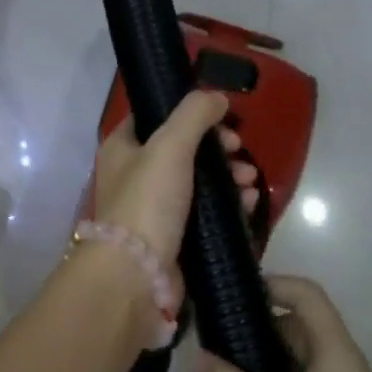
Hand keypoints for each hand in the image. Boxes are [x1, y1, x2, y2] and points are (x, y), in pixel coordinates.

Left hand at [92, 89, 258, 268]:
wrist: (138, 274)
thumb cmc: (148, 201)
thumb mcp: (169, 145)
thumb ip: (194, 114)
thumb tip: (217, 97)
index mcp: (122, 148)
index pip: (155, 117)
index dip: (189, 113)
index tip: (221, 118)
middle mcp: (134, 175)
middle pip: (183, 149)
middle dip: (218, 148)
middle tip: (239, 151)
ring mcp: (154, 208)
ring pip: (198, 181)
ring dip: (228, 176)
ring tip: (250, 181)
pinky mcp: (174, 236)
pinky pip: (205, 212)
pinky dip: (228, 204)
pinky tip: (249, 203)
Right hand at [195, 276, 371, 371]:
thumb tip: (195, 356)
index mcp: (336, 353)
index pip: (305, 293)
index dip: (269, 283)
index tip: (226, 296)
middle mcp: (342, 368)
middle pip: (296, 326)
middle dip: (253, 326)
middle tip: (208, 340)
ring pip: (295, 363)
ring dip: (260, 363)